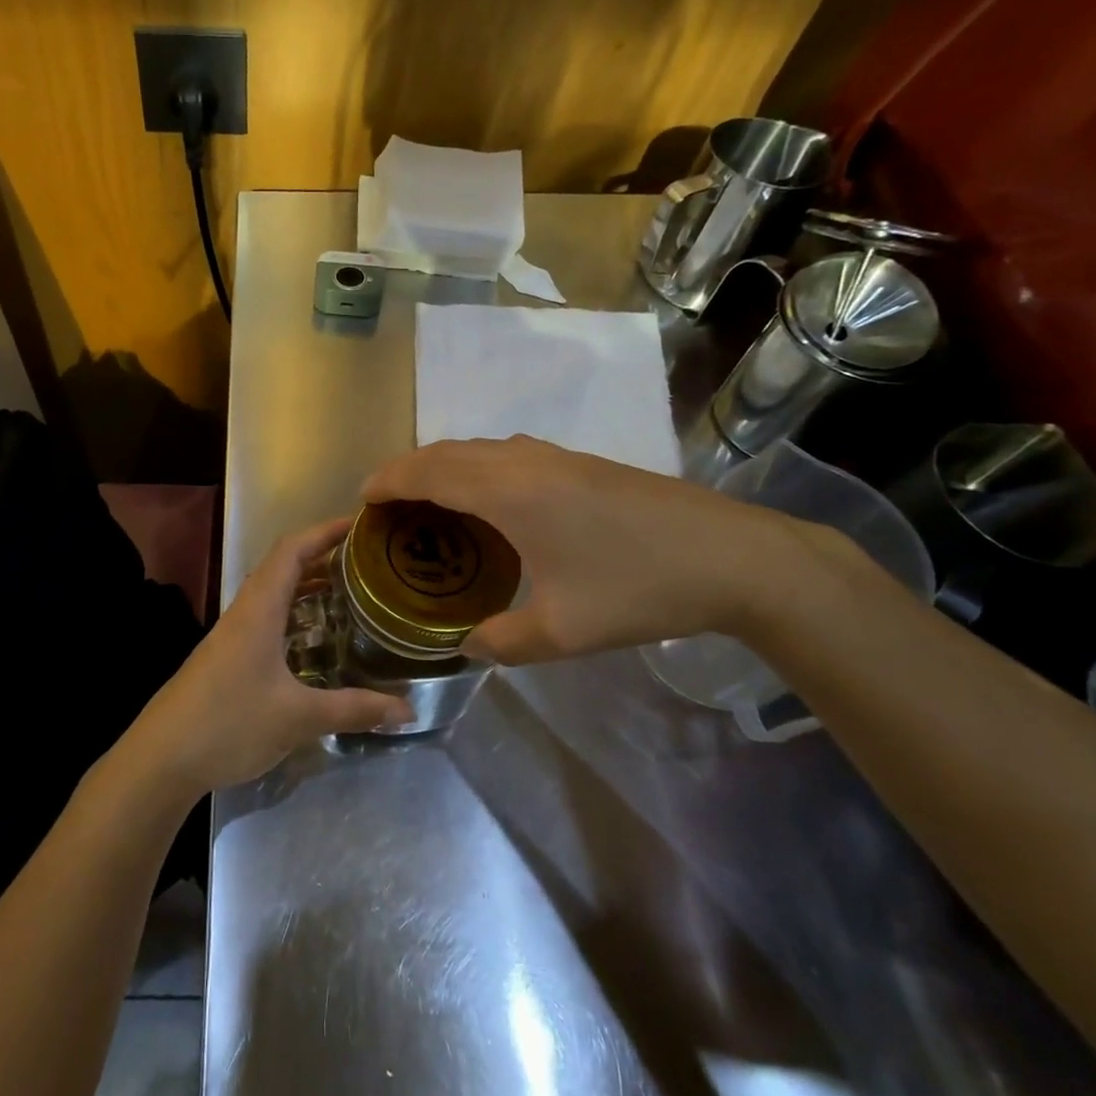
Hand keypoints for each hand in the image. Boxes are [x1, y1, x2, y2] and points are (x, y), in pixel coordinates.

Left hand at [121, 519, 415, 797]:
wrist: (160, 759)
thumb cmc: (228, 724)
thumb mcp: (297, 718)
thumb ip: (354, 710)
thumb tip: (408, 711)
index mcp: (258, 610)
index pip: (291, 551)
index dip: (324, 532)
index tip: (359, 524)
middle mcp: (243, 614)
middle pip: (282, 568)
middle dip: (321, 557)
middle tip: (365, 563)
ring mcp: (230, 637)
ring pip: (272, 595)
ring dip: (306, 586)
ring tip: (347, 593)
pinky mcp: (225, 659)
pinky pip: (265, 620)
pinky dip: (292, 615)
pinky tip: (312, 641)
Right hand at [362, 435, 828, 663]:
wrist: (734, 557)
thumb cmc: (639, 588)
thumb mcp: (563, 632)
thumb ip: (502, 641)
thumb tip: (466, 647)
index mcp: (510, 492)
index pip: (429, 472)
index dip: (389, 481)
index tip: (361, 500)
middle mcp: (524, 461)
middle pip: (448, 451)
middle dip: (408, 470)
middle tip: (386, 505)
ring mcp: (556, 457)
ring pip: (479, 448)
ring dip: (443, 466)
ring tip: (428, 503)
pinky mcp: (580, 463)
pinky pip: (506, 454)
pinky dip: (476, 468)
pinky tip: (489, 504)